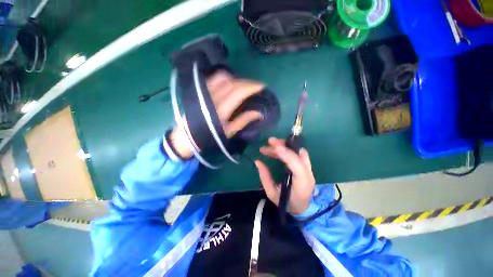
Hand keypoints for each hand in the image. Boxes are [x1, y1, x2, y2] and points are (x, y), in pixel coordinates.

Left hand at [170, 70, 264, 158]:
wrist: (187, 136)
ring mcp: (205, 93)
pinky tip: (230, 83)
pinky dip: (224, 78)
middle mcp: (212, 98)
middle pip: (232, 83)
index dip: (251, 87)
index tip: (262, 86)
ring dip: (236, 79)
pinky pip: (213, 79)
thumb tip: (259, 113)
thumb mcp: (229, 131)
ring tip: (244, 85)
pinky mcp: (200, 91)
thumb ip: (243, 120)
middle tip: (255, 86)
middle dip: (247, 82)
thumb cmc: (210, 137)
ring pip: (222, 78)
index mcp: (221, 110)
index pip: (238, 92)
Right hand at [255, 137, 314, 214]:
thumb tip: (258, 161)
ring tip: (268, 147)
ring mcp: (308, 169)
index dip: (286, 154)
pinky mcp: (305, 166)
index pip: (297, 165)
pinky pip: (296, 153)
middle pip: (298, 154)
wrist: (301, 208)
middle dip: (283, 145)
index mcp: (302, 183)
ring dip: (283, 146)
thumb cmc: (286, 203)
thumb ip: (265, 177)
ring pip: (297, 151)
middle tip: (269, 141)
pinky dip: (286, 150)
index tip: (274, 146)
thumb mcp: (272, 193)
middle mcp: (308, 173)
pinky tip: (275, 150)